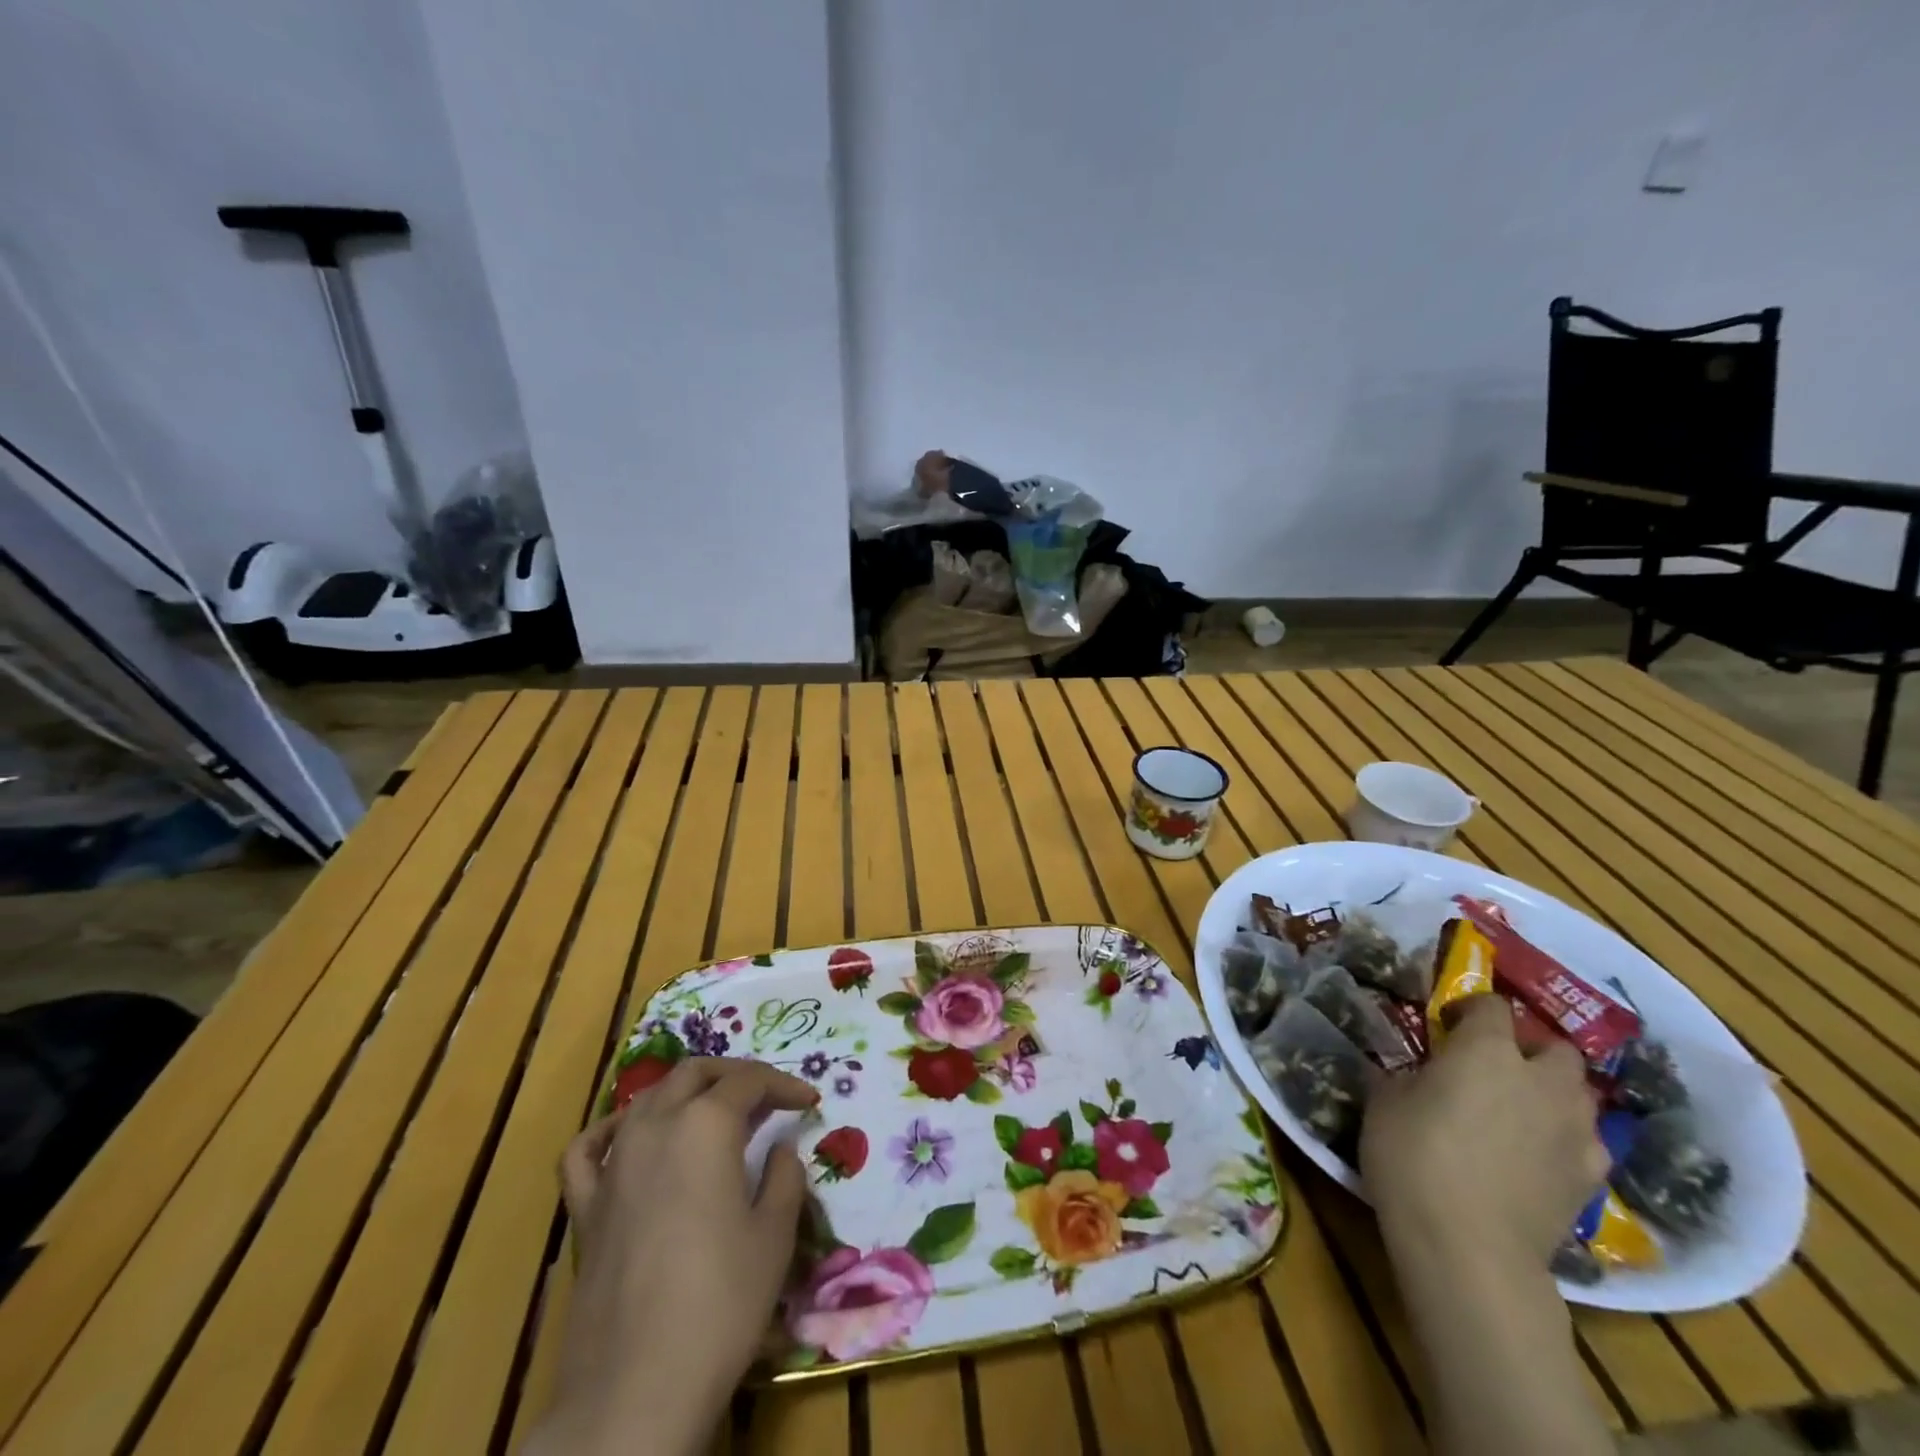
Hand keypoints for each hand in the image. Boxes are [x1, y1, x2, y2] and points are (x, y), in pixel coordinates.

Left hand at [527, 1058, 818, 1455]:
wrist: (636, 1390)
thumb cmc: (721, 1302)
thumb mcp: (775, 1234)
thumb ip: (784, 1175)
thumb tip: (780, 1148)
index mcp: (705, 1125)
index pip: (749, 1081)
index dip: (784, 1084)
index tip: (809, 1102)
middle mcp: (655, 1127)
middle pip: (695, 1073)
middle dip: (735, 1075)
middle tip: (767, 1097)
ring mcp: (613, 1165)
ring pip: (647, 1098)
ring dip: (686, 1093)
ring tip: (714, 1113)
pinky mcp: (584, 1207)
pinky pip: (589, 1149)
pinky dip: (612, 1130)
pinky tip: (629, 1136)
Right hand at [1362, 995, 1607, 1271]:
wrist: (1468, 1246)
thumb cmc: (1412, 1156)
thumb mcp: (1386, 1100)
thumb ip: (1414, 1076)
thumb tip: (1423, 1075)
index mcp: (1487, 1049)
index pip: (1492, 1005)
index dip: (1470, 1009)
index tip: (1448, 1025)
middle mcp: (1541, 1080)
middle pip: (1556, 1048)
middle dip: (1531, 1049)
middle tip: (1497, 1066)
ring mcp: (1575, 1131)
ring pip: (1579, 1094)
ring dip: (1554, 1093)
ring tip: (1520, 1110)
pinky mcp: (1591, 1179)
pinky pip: (1586, 1142)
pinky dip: (1566, 1139)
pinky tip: (1539, 1155)